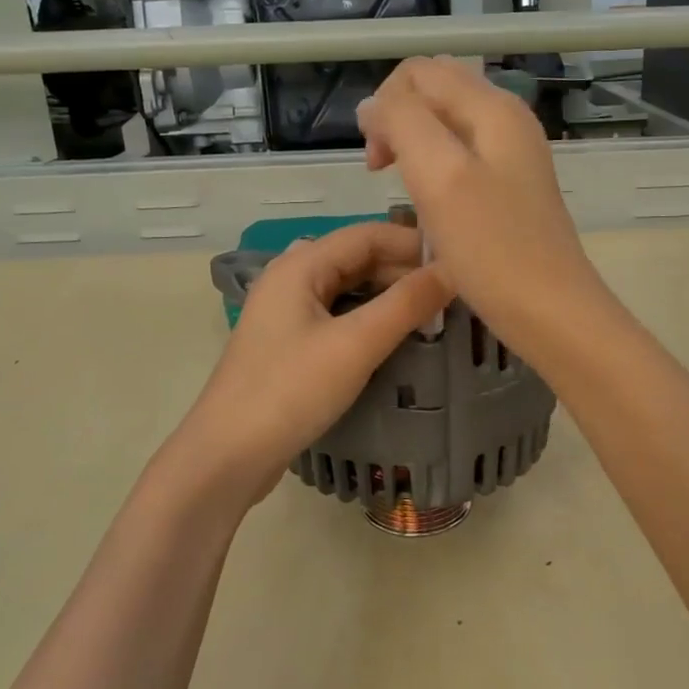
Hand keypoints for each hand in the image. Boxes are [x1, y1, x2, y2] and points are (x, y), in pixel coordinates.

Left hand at [171, 223, 451, 505]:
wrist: (228, 454)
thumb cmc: (290, 391)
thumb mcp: (355, 345)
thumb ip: (405, 304)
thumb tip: (452, 271)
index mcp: (300, 266)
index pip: (368, 234)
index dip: (414, 243)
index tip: (459, 261)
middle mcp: (291, 279)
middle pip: (357, 259)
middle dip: (404, 272)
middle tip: (452, 295)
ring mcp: (287, 313)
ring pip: (349, 289)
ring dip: (389, 297)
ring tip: (432, 315)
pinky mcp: (289, 345)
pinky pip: (338, 317)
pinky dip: (370, 320)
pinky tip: (395, 338)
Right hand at [357, 57, 605, 355]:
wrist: (550, 312)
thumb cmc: (492, 249)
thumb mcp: (439, 176)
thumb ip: (402, 124)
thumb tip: (373, 106)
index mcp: (492, 107)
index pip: (419, 72)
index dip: (384, 107)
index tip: (378, 162)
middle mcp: (506, 119)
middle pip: (434, 91)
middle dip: (397, 121)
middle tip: (387, 172)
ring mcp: (512, 154)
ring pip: (445, 125)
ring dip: (414, 146)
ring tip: (407, 192)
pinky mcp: (510, 187)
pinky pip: (461, 157)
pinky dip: (435, 170)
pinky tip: (432, 206)